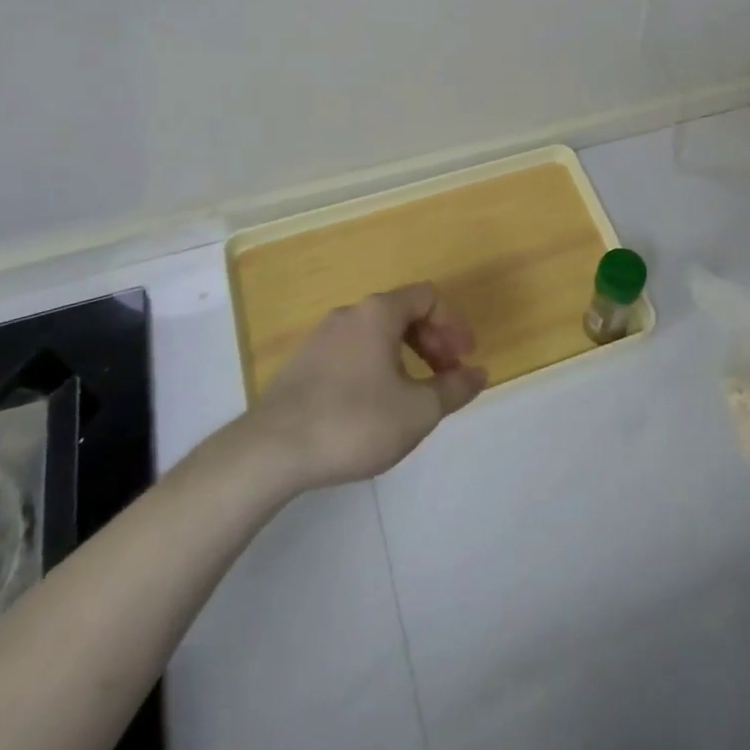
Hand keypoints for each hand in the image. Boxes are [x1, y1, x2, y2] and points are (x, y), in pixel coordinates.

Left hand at [228, 283, 487, 495]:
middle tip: (446, 376)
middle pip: (403, 314)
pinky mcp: (301, 367)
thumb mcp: (419, 410)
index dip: (454, 324)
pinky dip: (377, 369)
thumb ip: (455, 389)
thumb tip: (479, 374)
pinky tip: (375, 407)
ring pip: (376, 336)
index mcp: (378, 313)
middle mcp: (349, 315)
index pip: (428, 297)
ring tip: (414, 395)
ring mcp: (320, 339)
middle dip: (433, 342)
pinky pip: (352, 354)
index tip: (464, 359)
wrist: (269, 453)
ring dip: (405, 357)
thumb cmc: (354, 421)